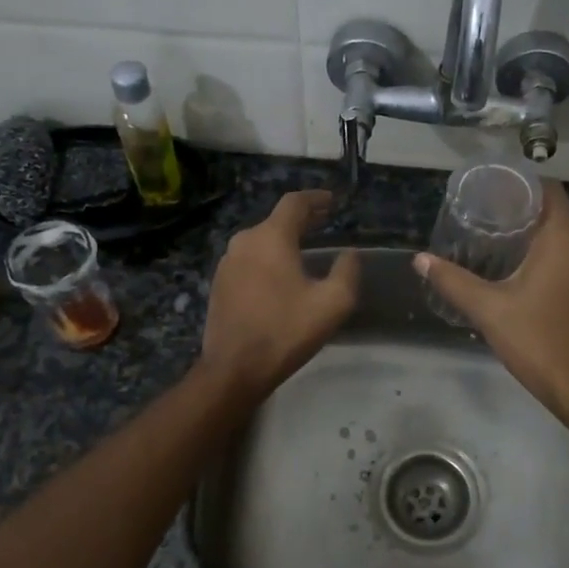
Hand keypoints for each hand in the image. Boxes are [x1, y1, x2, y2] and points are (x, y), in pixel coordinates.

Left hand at [199, 190, 359, 401]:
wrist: (234, 368)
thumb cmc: (285, 331)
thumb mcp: (332, 303)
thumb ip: (347, 271)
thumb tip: (349, 253)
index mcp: (270, 237)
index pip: (294, 203)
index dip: (316, 199)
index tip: (333, 201)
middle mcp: (244, 241)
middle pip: (276, 220)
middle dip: (303, 220)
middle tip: (325, 223)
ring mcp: (227, 263)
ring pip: (261, 240)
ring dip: (284, 240)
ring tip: (306, 248)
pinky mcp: (219, 283)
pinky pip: (249, 259)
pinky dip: (269, 258)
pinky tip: (281, 274)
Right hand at [414, 181, 568, 416]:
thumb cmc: (537, 339)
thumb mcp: (488, 308)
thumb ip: (452, 281)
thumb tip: (420, 260)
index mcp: (565, 236)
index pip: (546, 188)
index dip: (516, 184)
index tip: (485, 189)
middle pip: (552, 207)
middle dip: (518, 205)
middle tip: (480, 211)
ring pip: (562, 231)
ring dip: (532, 228)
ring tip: (492, 234)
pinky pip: (568, 251)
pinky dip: (545, 249)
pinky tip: (515, 264)